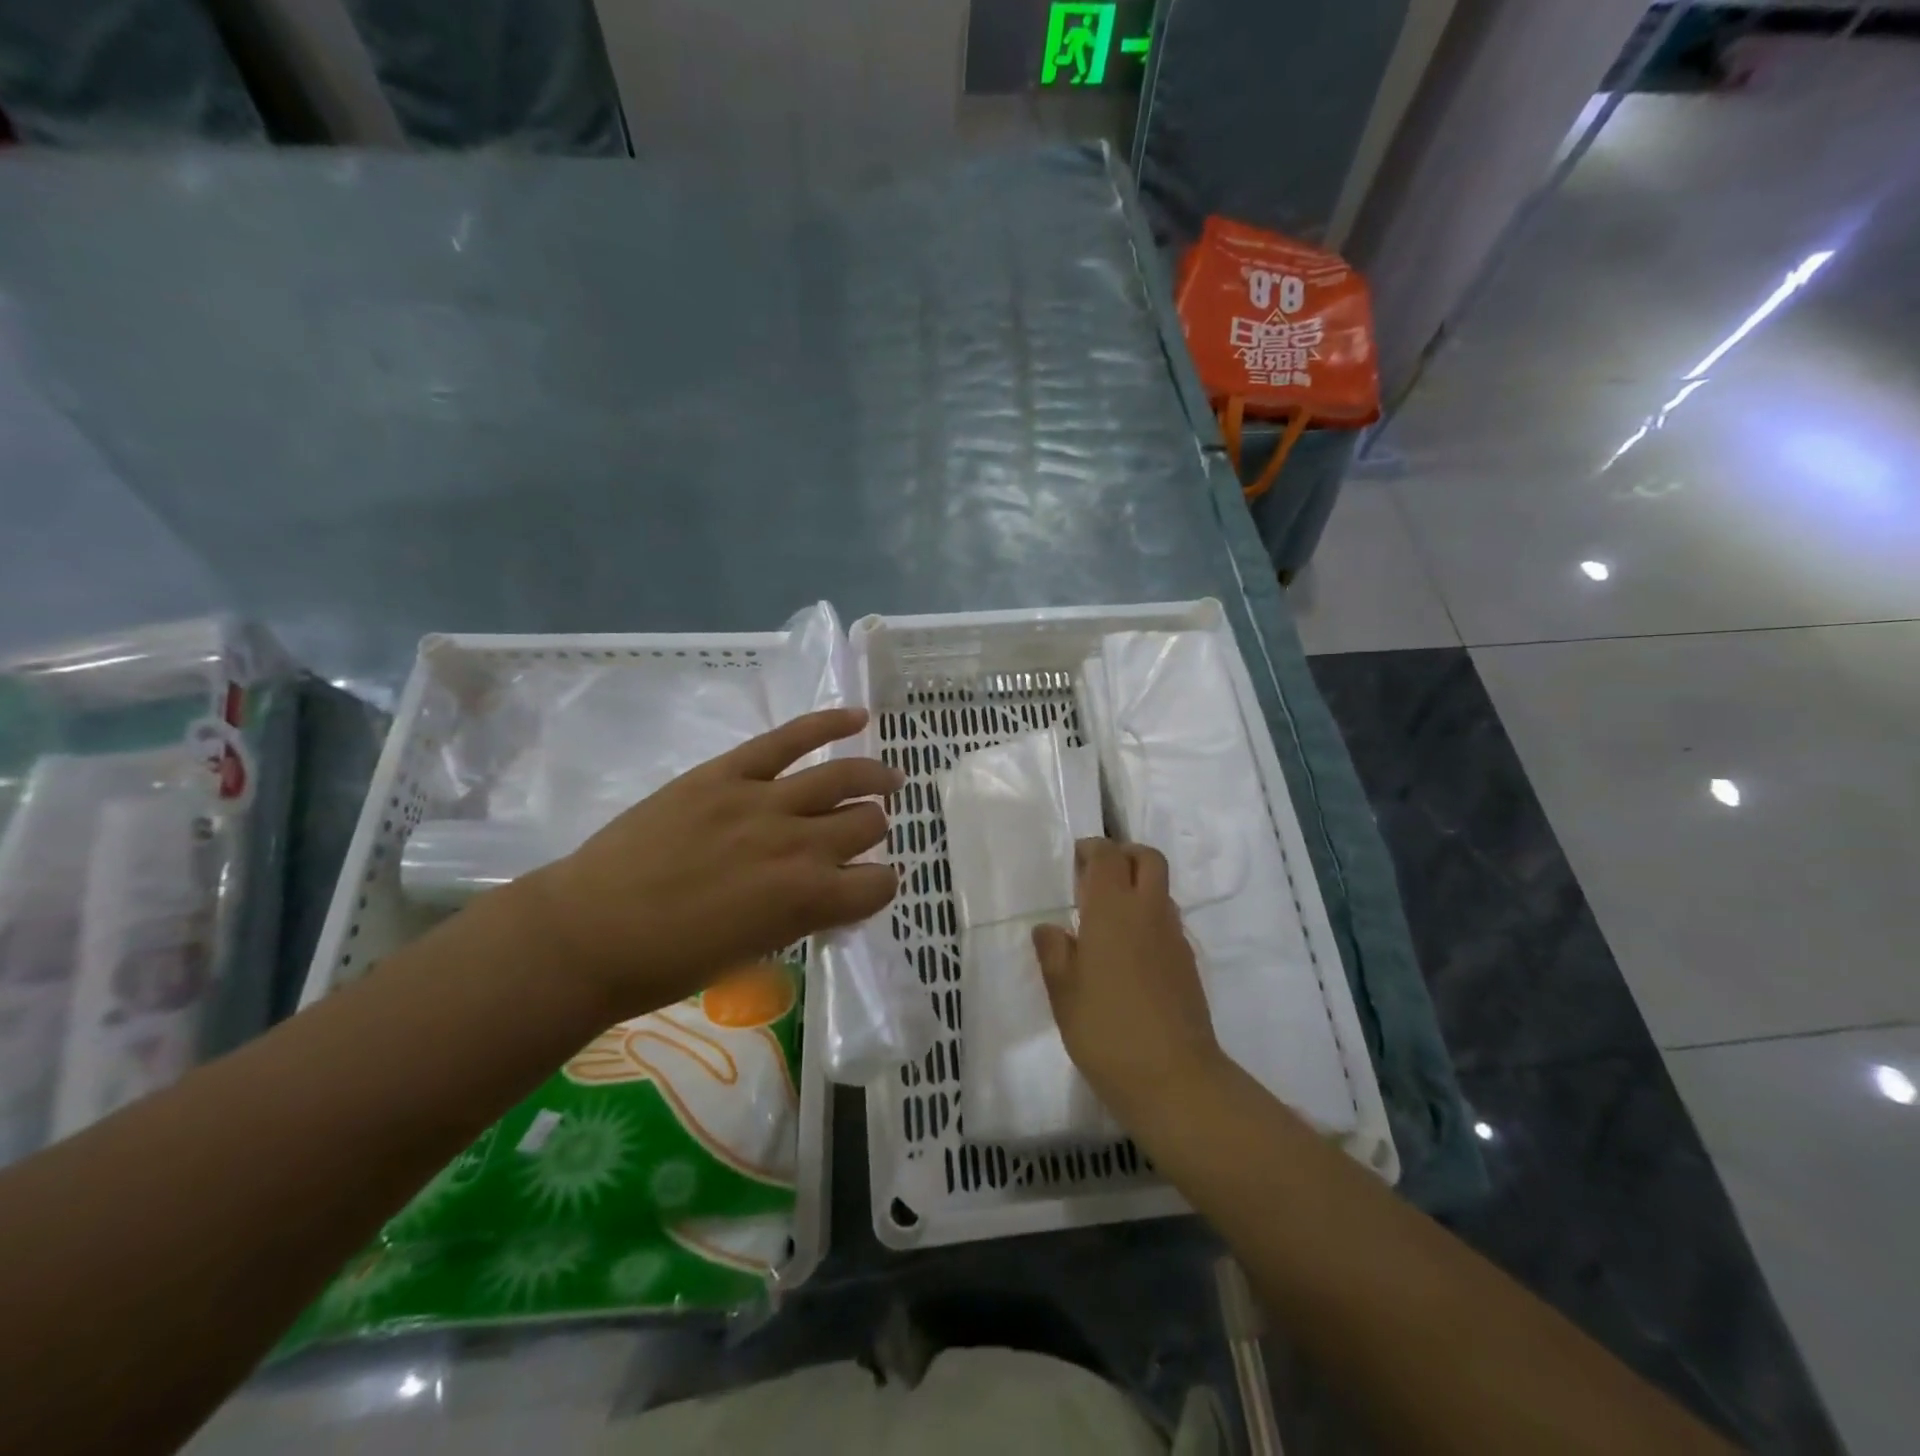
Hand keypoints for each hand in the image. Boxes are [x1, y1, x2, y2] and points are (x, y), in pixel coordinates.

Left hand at [514, 708, 902, 1019]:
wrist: (590, 933)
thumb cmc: (672, 963)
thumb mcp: (758, 952)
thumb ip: (803, 914)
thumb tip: (826, 889)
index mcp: (809, 900)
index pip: (879, 885)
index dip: (878, 886)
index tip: (862, 887)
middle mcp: (800, 846)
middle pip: (867, 824)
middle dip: (870, 832)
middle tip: (858, 834)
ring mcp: (764, 802)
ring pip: (844, 777)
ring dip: (875, 778)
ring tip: (888, 779)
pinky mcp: (728, 773)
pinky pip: (790, 737)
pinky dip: (829, 723)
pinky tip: (857, 716)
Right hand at [1033, 839, 1223, 1126]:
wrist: (1175, 1078)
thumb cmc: (1107, 1031)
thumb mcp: (1064, 994)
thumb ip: (1054, 954)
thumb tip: (1049, 929)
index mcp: (1112, 910)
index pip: (1108, 856)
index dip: (1092, 849)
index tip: (1075, 862)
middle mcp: (1148, 912)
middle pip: (1147, 859)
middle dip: (1124, 855)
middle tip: (1097, 877)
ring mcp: (1173, 937)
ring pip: (1161, 889)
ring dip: (1138, 886)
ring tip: (1109, 918)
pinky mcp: (1187, 962)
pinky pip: (1167, 921)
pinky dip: (1149, 918)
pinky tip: (1129, 953)